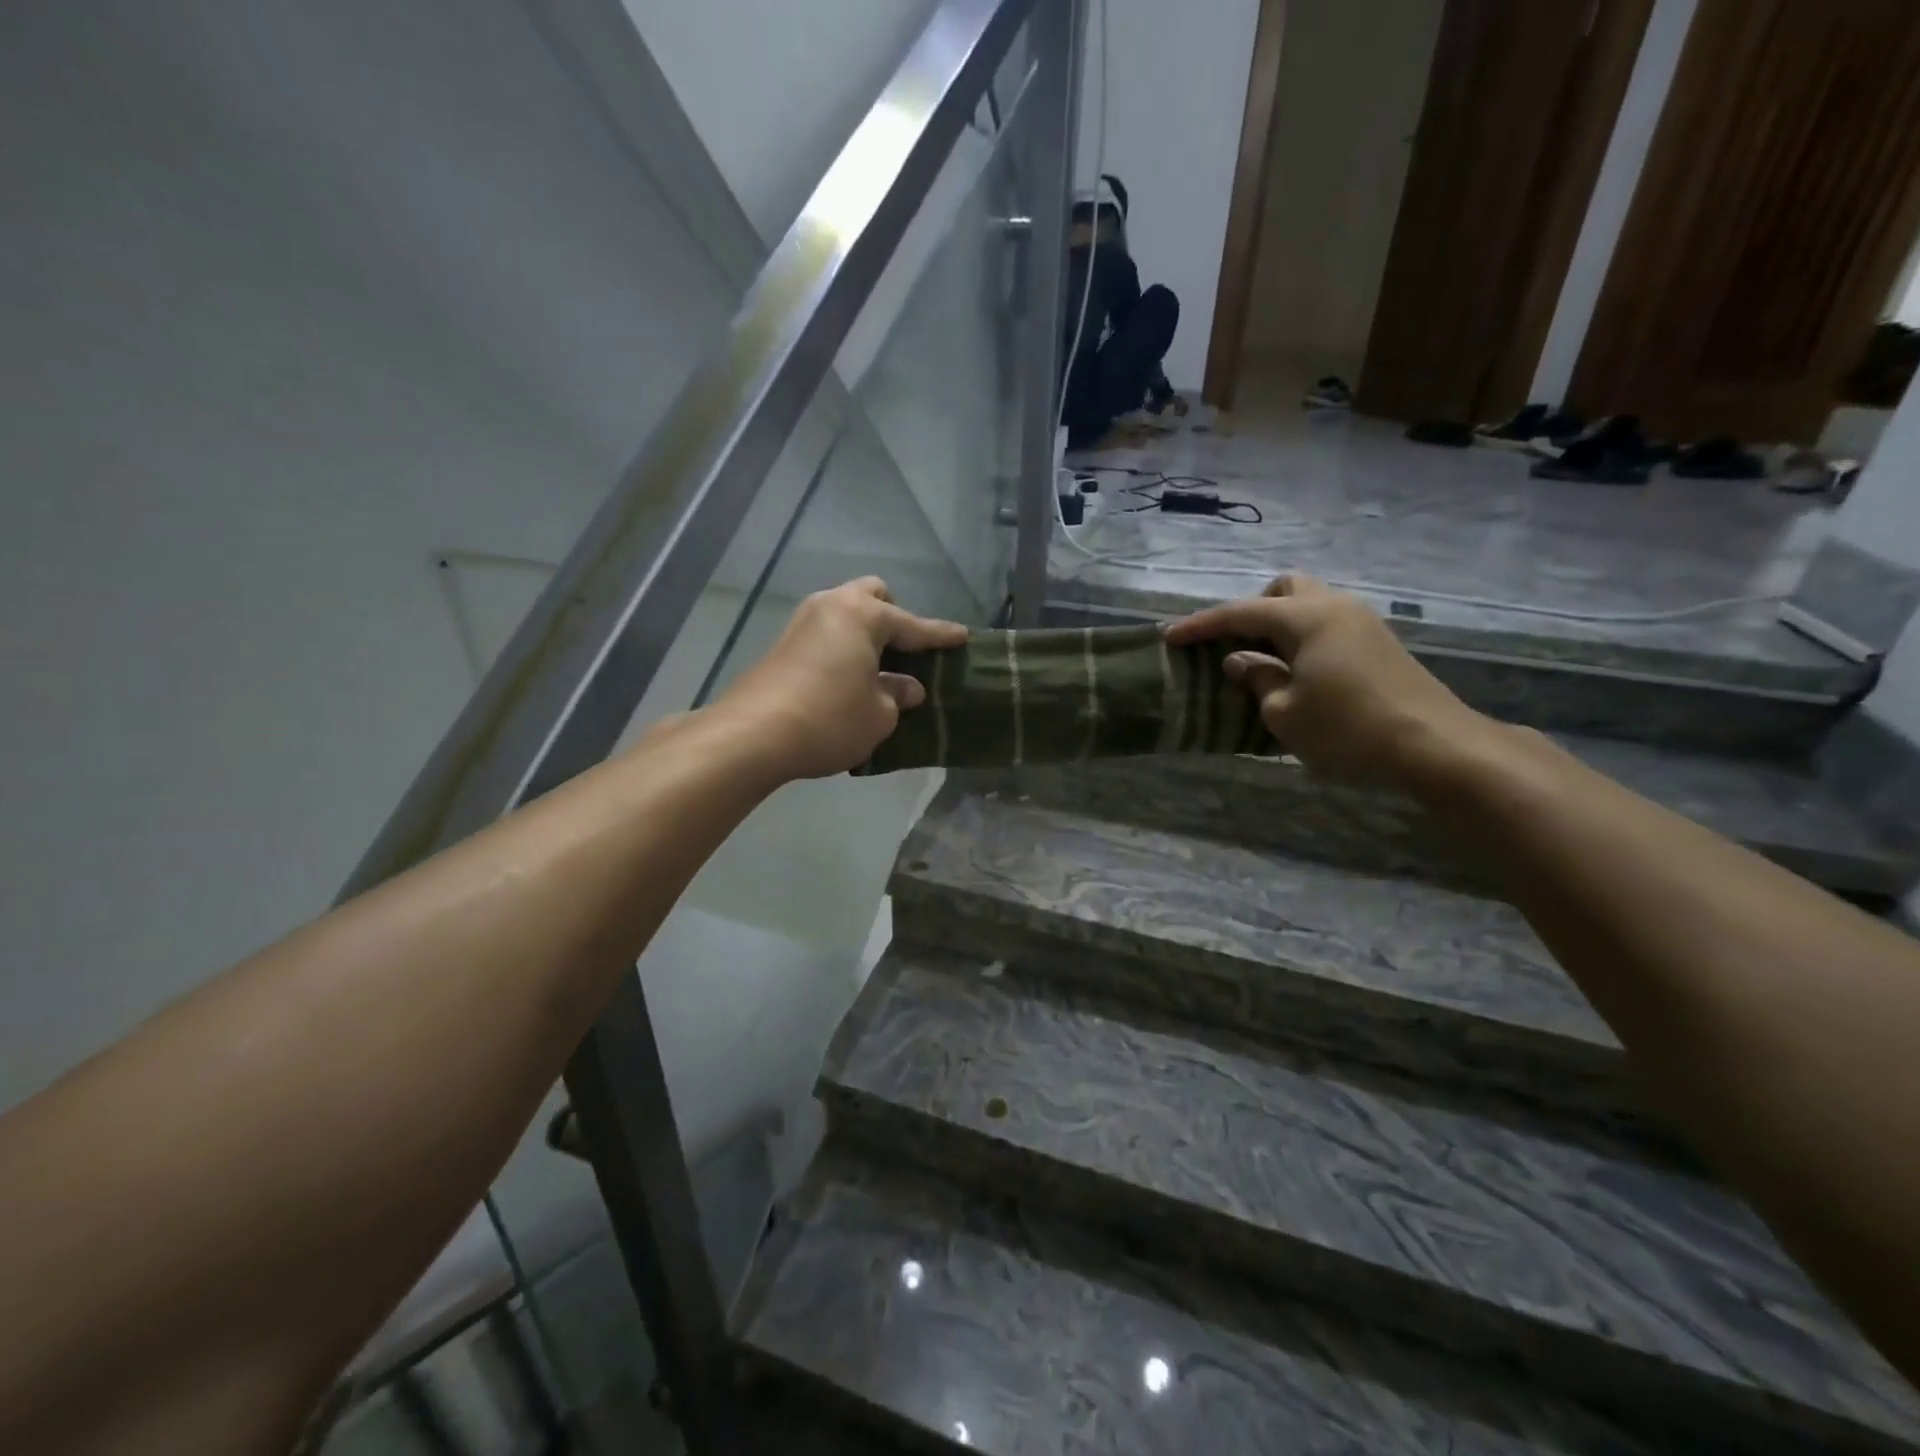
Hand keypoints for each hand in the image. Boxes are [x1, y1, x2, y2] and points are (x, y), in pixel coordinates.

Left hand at [712, 578, 966, 780]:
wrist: (753, 735)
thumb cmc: (830, 719)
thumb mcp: (879, 715)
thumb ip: (897, 695)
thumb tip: (906, 687)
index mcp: (863, 615)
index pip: (913, 624)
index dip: (940, 635)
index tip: (962, 636)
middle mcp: (832, 606)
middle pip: (872, 597)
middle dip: (893, 617)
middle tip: (906, 651)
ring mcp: (802, 623)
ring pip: (844, 614)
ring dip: (865, 634)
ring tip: (879, 668)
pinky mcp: (782, 645)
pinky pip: (826, 635)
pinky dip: (843, 648)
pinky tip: (849, 679)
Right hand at [1166, 575, 1496, 790]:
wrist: (1436, 747)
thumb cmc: (1348, 729)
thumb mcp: (1285, 713)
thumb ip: (1257, 679)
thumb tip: (1239, 661)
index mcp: (1306, 618)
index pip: (1241, 613)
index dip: (1201, 625)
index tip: (1169, 636)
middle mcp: (1335, 608)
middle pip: (1284, 589)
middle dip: (1252, 610)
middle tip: (1233, 645)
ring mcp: (1363, 624)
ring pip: (1310, 605)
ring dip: (1280, 625)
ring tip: (1262, 662)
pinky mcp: (1379, 645)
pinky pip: (1328, 625)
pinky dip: (1303, 638)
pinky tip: (1298, 673)